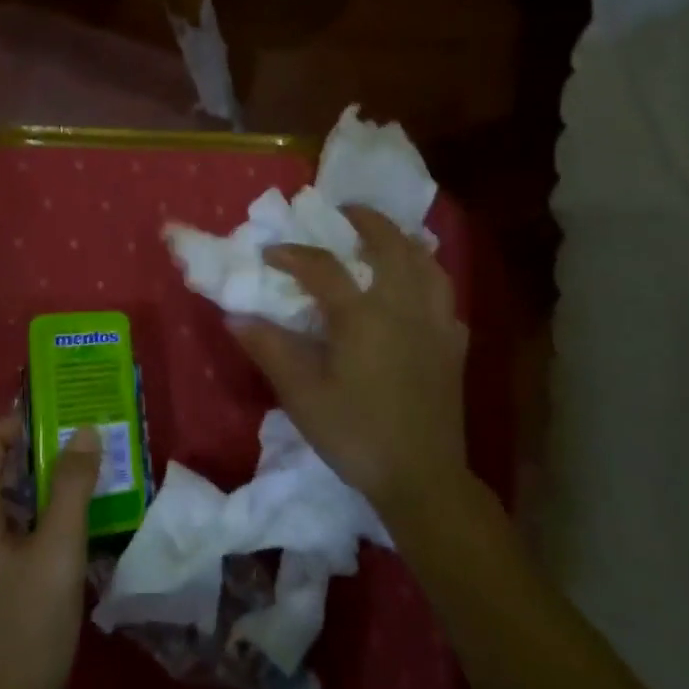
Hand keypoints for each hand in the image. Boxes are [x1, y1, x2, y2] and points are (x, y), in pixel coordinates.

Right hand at [231, 205, 472, 526]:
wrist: (421, 477)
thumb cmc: (355, 434)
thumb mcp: (301, 394)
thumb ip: (269, 349)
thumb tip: (235, 316)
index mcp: (362, 315)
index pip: (322, 267)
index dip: (293, 255)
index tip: (269, 253)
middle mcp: (403, 307)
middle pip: (391, 246)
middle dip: (367, 221)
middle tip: (347, 212)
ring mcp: (435, 324)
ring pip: (428, 265)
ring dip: (405, 243)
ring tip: (388, 239)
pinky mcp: (453, 346)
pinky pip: (445, 297)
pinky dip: (429, 280)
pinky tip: (418, 292)